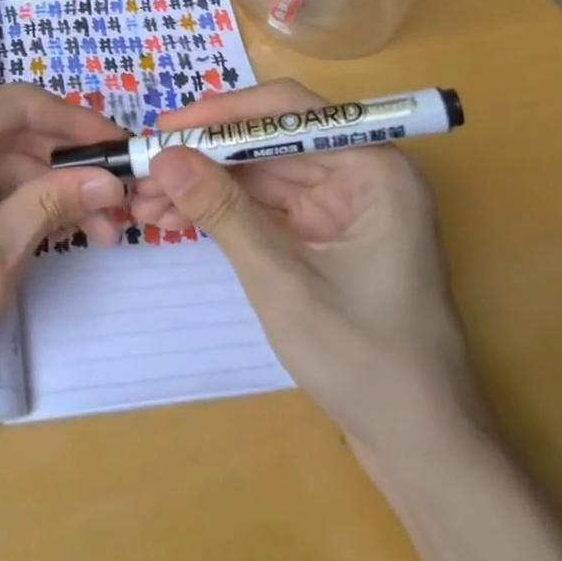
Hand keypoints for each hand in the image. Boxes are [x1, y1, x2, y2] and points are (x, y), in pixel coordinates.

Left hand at [0, 86, 127, 423]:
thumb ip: (49, 207)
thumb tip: (109, 179)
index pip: (18, 105)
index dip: (78, 125)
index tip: (126, 147)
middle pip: (2, 133)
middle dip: (60, 169)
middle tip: (114, 208)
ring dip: (35, 190)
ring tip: (89, 230)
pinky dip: (0, 201)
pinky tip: (40, 229)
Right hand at [135, 80, 476, 435]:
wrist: (418, 448)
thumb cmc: (364, 360)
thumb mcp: (281, 280)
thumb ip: (222, 211)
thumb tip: (164, 157)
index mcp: (374, 167)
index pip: (289, 112)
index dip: (224, 114)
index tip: (166, 129)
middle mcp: (360, 173)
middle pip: (268, 142)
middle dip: (204, 157)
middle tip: (143, 170)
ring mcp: (342, 204)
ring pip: (259, 174)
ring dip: (204, 185)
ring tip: (145, 202)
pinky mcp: (324, 233)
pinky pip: (264, 206)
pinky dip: (222, 211)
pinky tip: (174, 220)